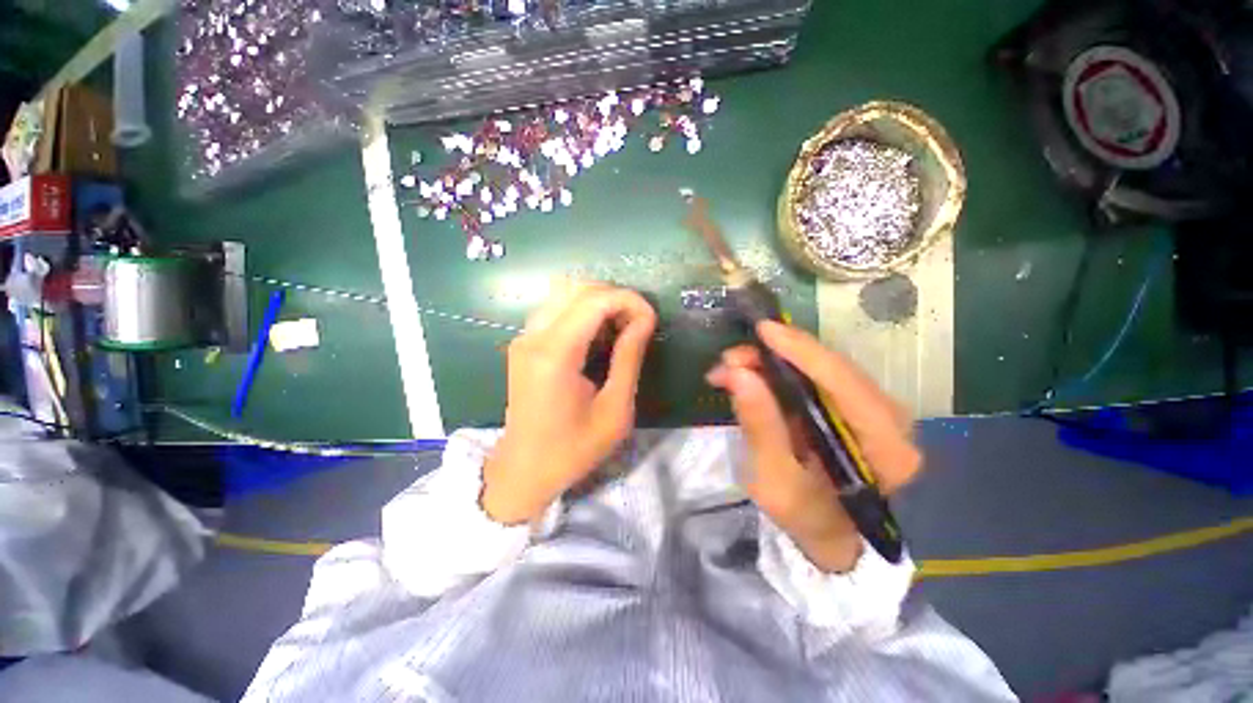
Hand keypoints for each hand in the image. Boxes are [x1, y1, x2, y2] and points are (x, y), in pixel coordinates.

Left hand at [482, 282, 656, 524]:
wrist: (524, 470)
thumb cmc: (573, 449)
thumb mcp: (615, 410)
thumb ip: (629, 358)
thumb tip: (645, 320)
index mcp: (555, 354)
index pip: (595, 299)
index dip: (629, 300)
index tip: (651, 319)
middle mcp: (534, 336)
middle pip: (577, 287)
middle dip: (615, 297)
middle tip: (637, 324)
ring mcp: (524, 337)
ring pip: (565, 293)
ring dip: (598, 303)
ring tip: (620, 329)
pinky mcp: (524, 343)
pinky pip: (556, 310)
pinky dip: (583, 313)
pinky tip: (598, 337)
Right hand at [706, 321, 921, 571]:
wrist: (834, 539)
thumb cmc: (808, 520)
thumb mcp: (776, 482)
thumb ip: (761, 426)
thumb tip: (738, 374)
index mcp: (886, 446)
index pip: (844, 383)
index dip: (802, 351)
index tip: (762, 330)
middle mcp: (891, 419)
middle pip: (833, 369)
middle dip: (778, 355)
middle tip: (731, 359)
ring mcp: (875, 410)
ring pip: (823, 369)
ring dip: (775, 361)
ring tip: (733, 367)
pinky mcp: (854, 408)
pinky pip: (818, 379)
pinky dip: (782, 372)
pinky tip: (753, 375)